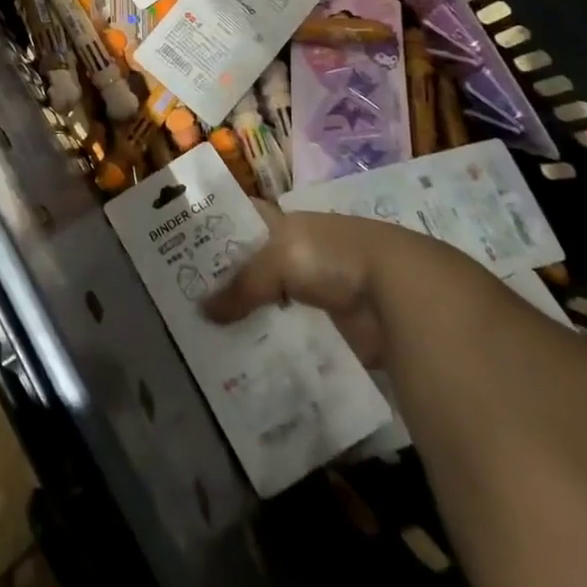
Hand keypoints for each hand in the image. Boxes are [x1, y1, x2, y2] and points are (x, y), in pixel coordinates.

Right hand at [203, 205, 464, 365]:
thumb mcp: (277, 260)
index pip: (243, 222)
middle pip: (257, 268)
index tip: (185, 255)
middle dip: (231, 286)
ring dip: (255, 322)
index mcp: (286, 224)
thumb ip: (241, 285)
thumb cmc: (331, 256)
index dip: (217, 233)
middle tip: (193, 308)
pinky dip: (282, 350)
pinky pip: (300, 339)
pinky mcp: (338, 330)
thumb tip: (203, 311)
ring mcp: (321, 293)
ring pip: (277, 306)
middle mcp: (301, 254)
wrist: (400, 292)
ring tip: (217, 342)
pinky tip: (257, 364)